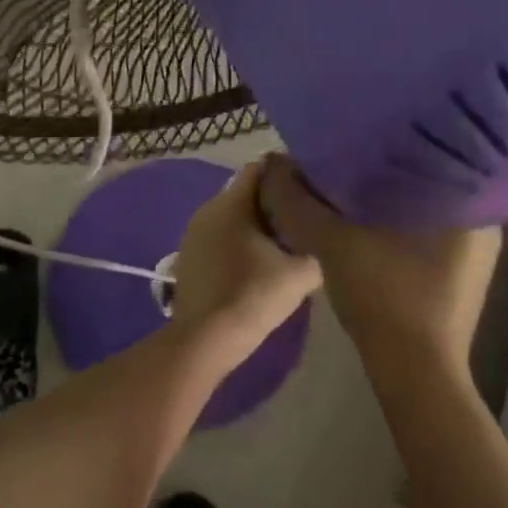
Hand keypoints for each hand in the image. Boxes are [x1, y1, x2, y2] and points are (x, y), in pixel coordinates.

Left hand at [169, 160, 322, 355]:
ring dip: (255, 224)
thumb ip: (315, 245)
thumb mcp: (301, 272)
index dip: (286, 173)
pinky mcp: (188, 256)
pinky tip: (256, 263)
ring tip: (283, 241)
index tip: (309, 185)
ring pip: (231, 217)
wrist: (206, 338)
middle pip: (245, 193)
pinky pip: (219, 237)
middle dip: (272, 201)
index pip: (260, 168)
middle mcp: (207, 209)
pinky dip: (238, 242)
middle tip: (302, 216)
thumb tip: (319, 238)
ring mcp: (193, 233)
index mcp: (231, 202)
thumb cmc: (254, 296)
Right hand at [262, 158, 500, 373]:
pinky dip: (397, 222)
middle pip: (424, 178)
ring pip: (424, 205)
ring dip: (389, 197)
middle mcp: (482, 221)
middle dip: (385, 168)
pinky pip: (426, 230)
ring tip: (351, 181)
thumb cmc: (383, 297)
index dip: (387, 141)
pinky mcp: (460, 274)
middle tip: (346, 155)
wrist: (413, 373)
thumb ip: (299, 201)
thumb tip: (274, 165)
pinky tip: (366, 221)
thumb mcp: (331, 241)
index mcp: (465, 203)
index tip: (355, 134)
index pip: (428, 151)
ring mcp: (475, 252)